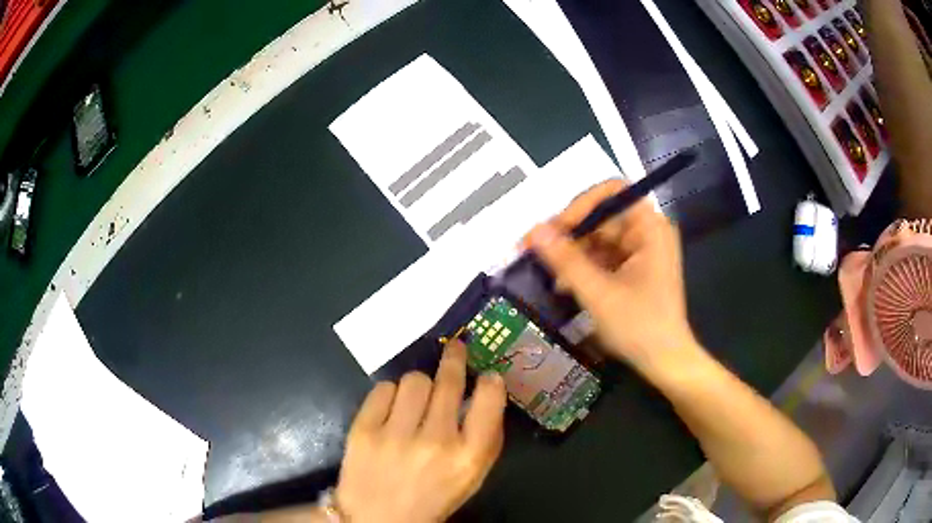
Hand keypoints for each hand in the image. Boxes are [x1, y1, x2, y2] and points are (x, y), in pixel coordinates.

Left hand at [334, 342, 506, 522]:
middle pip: (448, 381)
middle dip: (454, 359)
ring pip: (414, 380)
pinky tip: (392, 410)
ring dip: (420, 385)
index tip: (487, 374)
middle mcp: (435, 442)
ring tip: (416, 400)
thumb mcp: (471, 478)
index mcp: (468, 457)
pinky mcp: (363, 429)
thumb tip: (487, 391)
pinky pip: (383, 389)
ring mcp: (395, 434)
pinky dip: (390, 395)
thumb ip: (484, 438)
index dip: (490, 382)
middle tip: (455, 348)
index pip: (489, 401)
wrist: (376, 517)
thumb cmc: (431, 498)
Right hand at [525, 180, 700, 377]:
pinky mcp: (634, 269)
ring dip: (573, 254)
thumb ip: (565, 260)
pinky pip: (603, 257)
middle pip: (602, 216)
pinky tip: (565, 285)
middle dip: (569, 234)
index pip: (611, 192)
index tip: (555, 230)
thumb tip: (533, 230)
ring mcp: (641, 251)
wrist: (665, 362)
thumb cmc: (639, 326)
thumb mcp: (598, 293)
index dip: (580, 205)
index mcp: (649, 227)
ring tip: (548, 275)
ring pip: (598, 238)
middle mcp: (647, 232)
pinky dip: (583, 268)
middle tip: (535, 252)